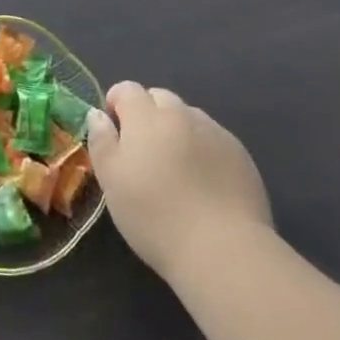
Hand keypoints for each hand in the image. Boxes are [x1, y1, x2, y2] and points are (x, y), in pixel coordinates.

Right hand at [87, 83, 270, 281]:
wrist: (223, 250)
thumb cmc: (155, 216)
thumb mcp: (111, 181)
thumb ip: (101, 140)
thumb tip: (98, 114)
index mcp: (146, 116)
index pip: (127, 89)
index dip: (117, 104)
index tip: (115, 131)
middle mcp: (181, 114)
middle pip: (160, 98)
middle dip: (148, 114)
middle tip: (145, 152)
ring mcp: (214, 132)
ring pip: (189, 117)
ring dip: (177, 130)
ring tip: (177, 168)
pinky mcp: (241, 155)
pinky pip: (214, 139)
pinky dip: (204, 149)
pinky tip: (205, 182)